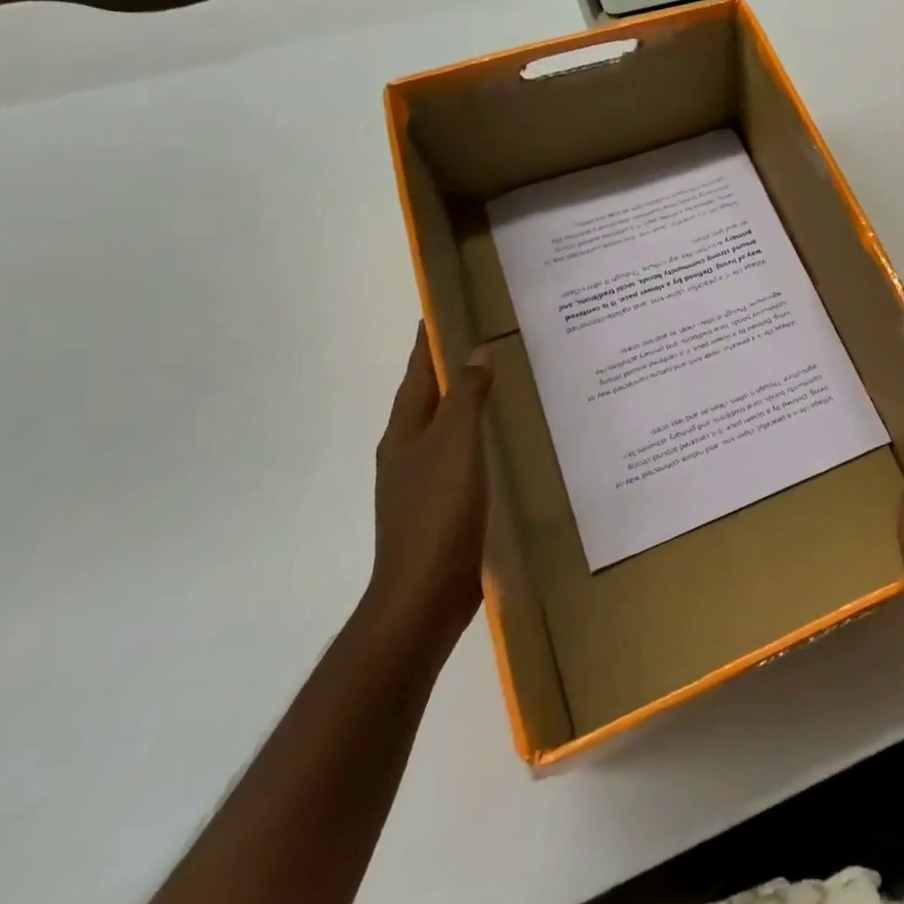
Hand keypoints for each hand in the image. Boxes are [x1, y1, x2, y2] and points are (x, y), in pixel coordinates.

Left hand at [368, 325, 495, 638]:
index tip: (440, 310)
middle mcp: (407, 452)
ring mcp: (421, 482)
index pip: (416, 373)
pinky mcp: (440, 507)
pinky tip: (498, 443)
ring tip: (497, 385)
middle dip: (448, 370)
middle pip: (427, 399)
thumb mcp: (456, 444)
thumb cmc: (438, 511)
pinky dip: (476, 438)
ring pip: (444, 429)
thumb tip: (476, 352)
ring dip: (464, 404)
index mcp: (404, 432)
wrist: (425, 593)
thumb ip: (467, 397)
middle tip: (483, 341)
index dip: (427, 342)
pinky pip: (459, 457)